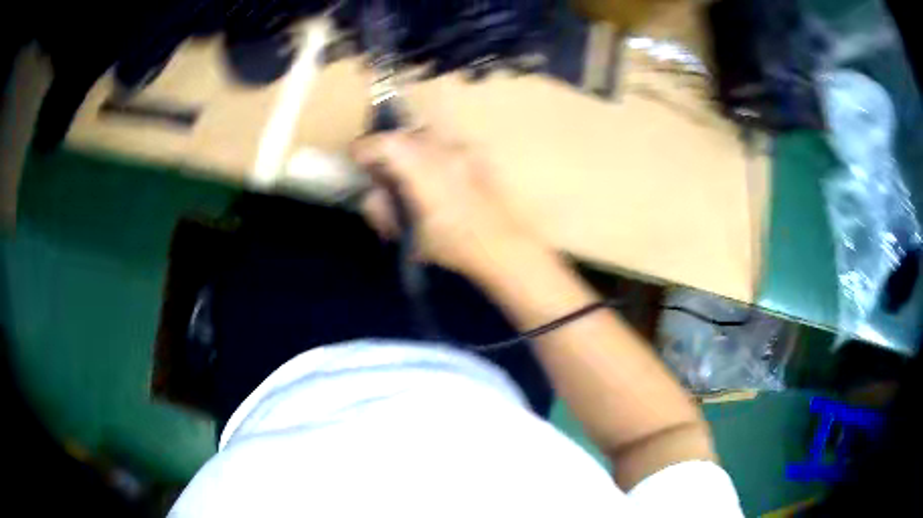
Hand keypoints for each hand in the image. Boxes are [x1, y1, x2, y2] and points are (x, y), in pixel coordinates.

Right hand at [350, 129, 545, 278]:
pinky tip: (437, 176)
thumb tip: (373, 193)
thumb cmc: (454, 248)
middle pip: (405, 135)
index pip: (385, 144)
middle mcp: (445, 151)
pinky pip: (446, 144)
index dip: (365, 148)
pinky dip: (433, 153)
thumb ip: (384, 210)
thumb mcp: (409, 236)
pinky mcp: (480, 155)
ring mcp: (466, 150)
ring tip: (409, 172)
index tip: (355, 158)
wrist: (506, 248)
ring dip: (411, 148)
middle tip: (381, 169)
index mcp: (424, 171)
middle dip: (387, 148)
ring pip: (426, 136)